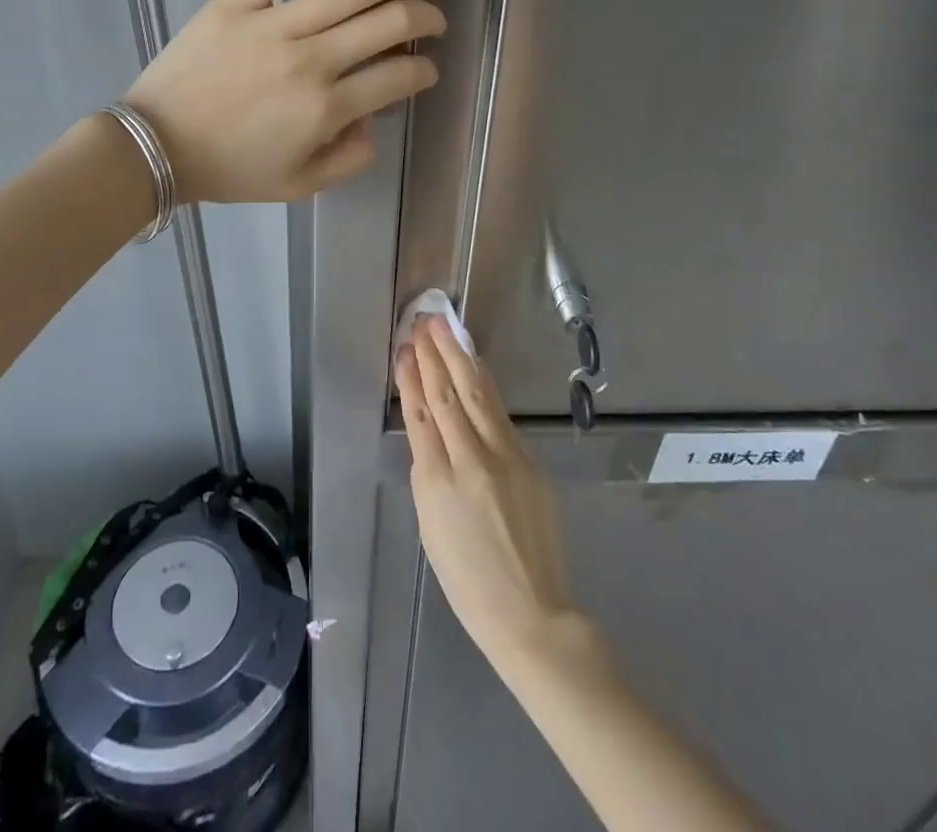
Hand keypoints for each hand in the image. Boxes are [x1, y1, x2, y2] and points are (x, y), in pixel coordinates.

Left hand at [125, 0, 454, 204]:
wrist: (155, 145)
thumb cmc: (228, 168)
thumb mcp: (298, 185)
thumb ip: (349, 159)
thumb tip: (374, 120)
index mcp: (325, 110)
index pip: (397, 78)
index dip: (423, 71)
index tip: (428, 69)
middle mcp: (310, 62)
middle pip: (388, 24)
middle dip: (426, 17)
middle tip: (438, 16)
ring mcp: (274, 25)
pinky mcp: (239, 0)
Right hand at [395, 315, 580, 666]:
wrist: (531, 614)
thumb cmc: (467, 580)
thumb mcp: (430, 526)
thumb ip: (428, 473)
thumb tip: (430, 433)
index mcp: (437, 482)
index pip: (421, 413)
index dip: (411, 377)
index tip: (405, 347)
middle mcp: (471, 460)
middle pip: (449, 394)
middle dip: (435, 354)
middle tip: (425, 321)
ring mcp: (506, 458)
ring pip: (478, 395)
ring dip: (460, 357)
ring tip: (447, 328)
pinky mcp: (530, 461)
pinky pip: (500, 414)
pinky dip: (485, 384)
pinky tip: (476, 365)